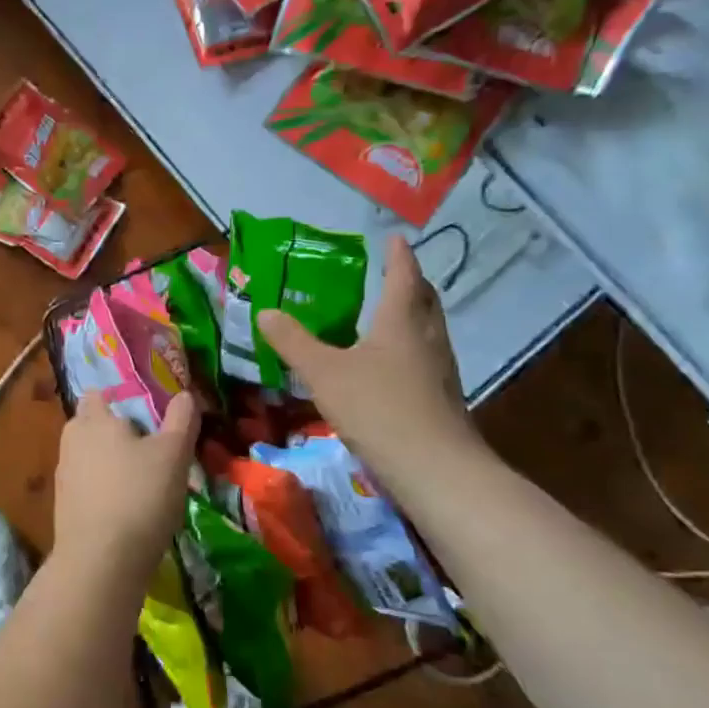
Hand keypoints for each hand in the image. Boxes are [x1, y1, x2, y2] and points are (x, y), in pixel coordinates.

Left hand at [54, 390, 197, 589]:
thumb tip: (185, 394)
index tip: (146, 415)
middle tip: (152, 448)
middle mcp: (71, 442)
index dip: (120, 399)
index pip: (98, 395)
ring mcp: (64, 478)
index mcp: (93, 419)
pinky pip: (88, 488)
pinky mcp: (64, 510)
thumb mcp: (173, 454)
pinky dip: (105, 492)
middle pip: (93, 426)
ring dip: (112, 465)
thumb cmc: (139, 496)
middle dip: (117, 433)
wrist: (100, 563)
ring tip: (145, 482)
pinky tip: (130, 510)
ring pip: (90, 459)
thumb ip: (181, 420)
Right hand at [257, 235, 485, 485]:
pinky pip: (428, 359)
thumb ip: (294, 342)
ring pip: (430, 330)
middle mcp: (428, 338)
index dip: (397, 255)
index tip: (394, 238)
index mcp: (402, 321)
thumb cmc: (379, 408)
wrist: (435, 470)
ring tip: (391, 316)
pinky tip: (394, 366)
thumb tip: (264, 312)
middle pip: (424, 300)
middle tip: (393, 273)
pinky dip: (412, 348)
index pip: (403, 276)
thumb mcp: (324, 372)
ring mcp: (442, 371)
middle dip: (411, 283)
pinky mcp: (443, 400)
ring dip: (414, 315)